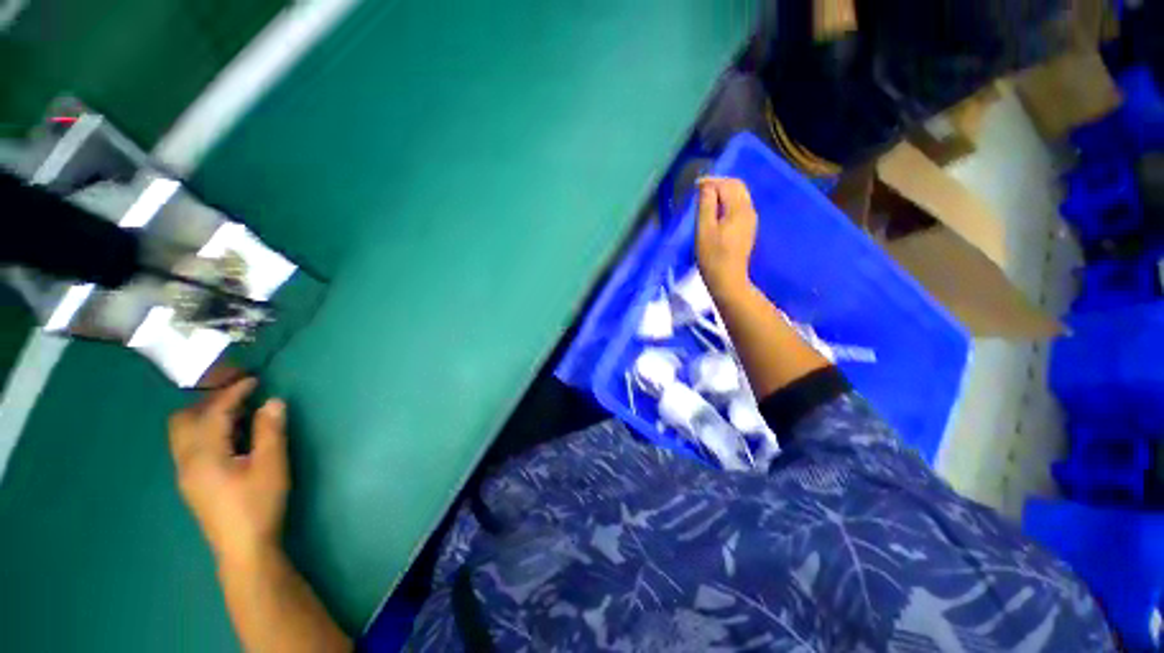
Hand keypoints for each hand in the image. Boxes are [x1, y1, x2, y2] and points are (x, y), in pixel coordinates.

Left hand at [169, 378, 288, 566]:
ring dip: (207, 417)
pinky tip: (231, 439)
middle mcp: (186, 460)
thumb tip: (273, 401)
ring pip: (184, 434)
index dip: (234, 392)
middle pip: (183, 420)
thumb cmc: (258, 504)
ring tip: (238, 415)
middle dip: (209, 402)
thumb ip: (269, 431)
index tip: (254, 379)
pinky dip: (207, 432)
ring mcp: (186, 474)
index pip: (214, 413)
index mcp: (203, 454)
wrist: (244, 548)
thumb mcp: (271, 465)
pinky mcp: (192, 484)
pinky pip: (190, 446)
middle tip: (240, 397)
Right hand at [696, 177, 757, 297]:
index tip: (695, 185)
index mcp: (739, 209)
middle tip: (700, 189)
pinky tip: (716, 210)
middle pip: (737, 187)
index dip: (711, 181)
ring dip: (724, 192)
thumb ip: (706, 205)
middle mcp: (749, 210)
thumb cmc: (712, 256)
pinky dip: (727, 202)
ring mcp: (750, 220)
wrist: (727, 279)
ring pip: (739, 195)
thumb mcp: (704, 230)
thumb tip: (706, 186)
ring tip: (706, 198)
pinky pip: (739, 206)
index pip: (728, 184)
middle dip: (719, 183)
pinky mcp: (747, 228)